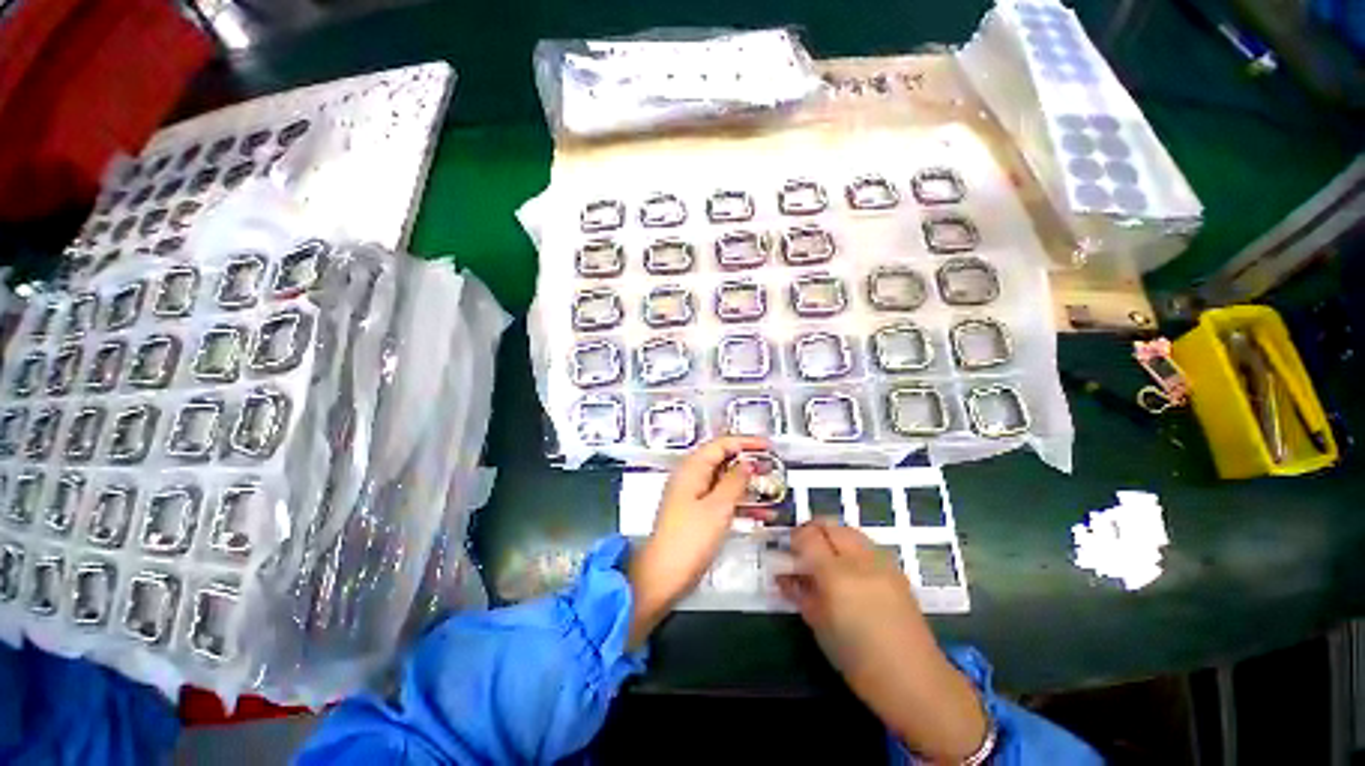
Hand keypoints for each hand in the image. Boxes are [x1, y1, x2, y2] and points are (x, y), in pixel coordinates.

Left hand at [627, 435, 768, 646]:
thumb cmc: (690, 538)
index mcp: (692, 468)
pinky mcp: (695, 512)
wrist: (664, 575)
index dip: (745, 442)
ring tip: (770, 487)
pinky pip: (720, 499)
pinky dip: (739, 501)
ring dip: (746, 483)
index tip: (768, 445)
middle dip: (747, 462)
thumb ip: (735, 482)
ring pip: (723, 480)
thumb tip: (747, 463)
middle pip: (721, 460)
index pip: (720, 444)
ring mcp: (692, 495)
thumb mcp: (718, 507)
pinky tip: (760, 512)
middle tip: (771, 466)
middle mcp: (690, 477)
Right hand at [778, 521, 987, 762]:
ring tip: (825, 559)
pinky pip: (866, 545)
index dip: (794, 538)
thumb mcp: (819, 626)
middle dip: (812, 531)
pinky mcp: (897, 570)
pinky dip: (851, 548)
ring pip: (849, 530)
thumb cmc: (858, 661)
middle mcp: (860, 560)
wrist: (915, 681)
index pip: (808, 535)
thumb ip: (799, 593)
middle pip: (830, 525)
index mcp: (837, 575)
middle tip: (803, 550)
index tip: (787, 551)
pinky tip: (850, 571)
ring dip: (832, 537)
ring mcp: (882, 562)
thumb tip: (783, 575)